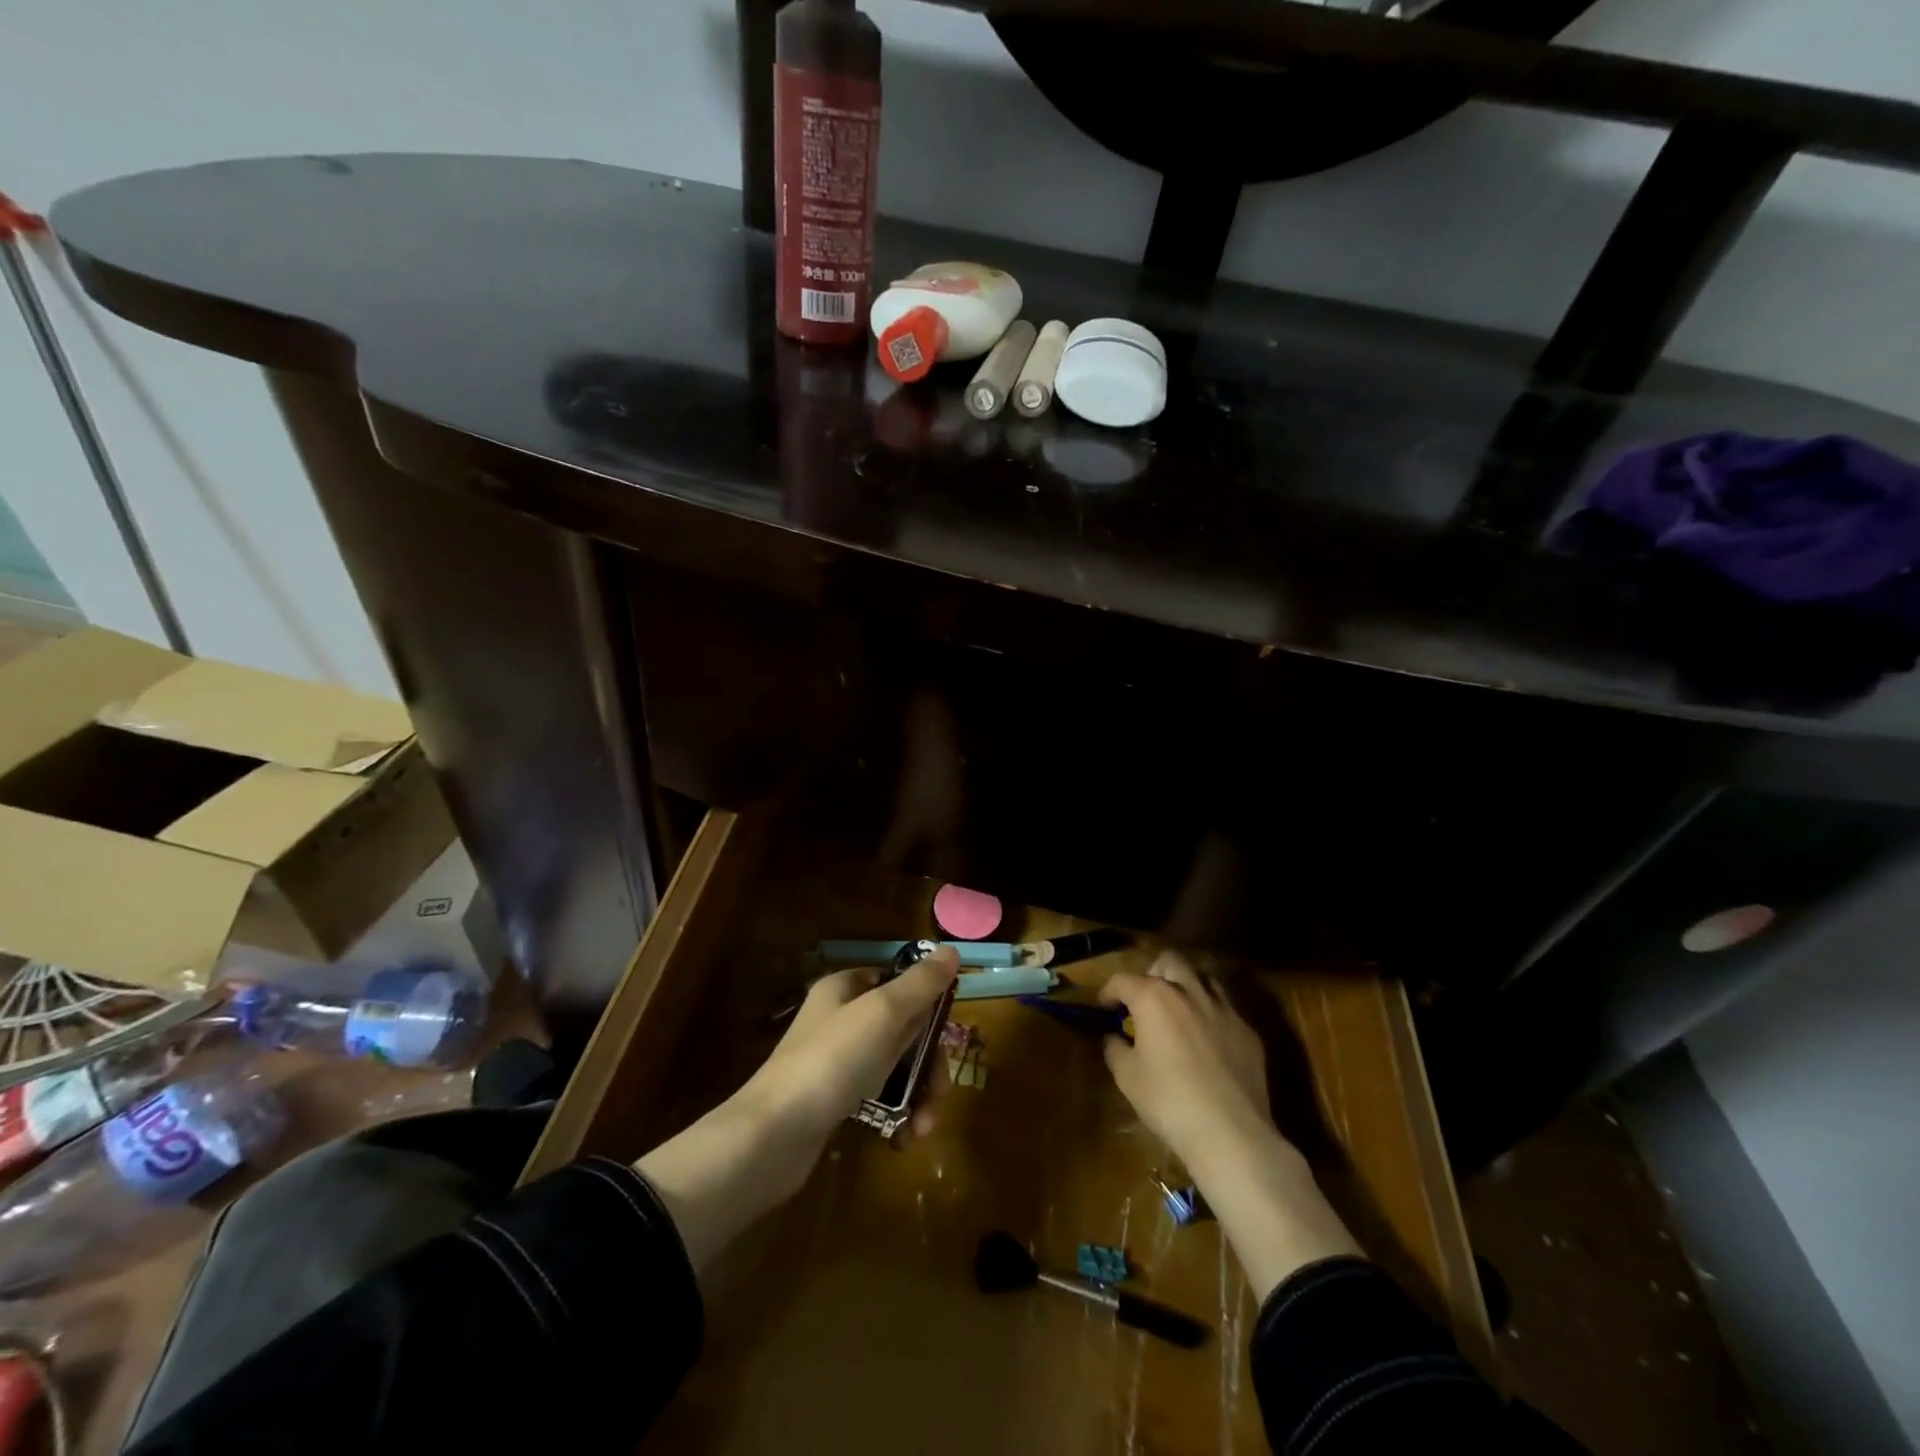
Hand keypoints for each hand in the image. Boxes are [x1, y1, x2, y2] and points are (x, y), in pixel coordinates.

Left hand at [637, 946, 959, 1273]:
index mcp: (846, 989)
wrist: (771, 1137)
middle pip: (904, 1029)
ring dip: (918, 1095)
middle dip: (929, 1063)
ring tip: (924, 1128)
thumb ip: (921, 983)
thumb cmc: (832, 1061)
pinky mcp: (834, 1102)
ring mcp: (837, 1062)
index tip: (946, 1035)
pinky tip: (905, 1139)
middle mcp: (841, 1019)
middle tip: (939, 1092)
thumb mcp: (883, 1012)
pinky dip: (897, 1115)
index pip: (898, 982)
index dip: (928, 1006)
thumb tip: (952, 949)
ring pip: (895, 1067)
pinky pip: (879, 1099)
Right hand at [1101, 950, 1272, 1162]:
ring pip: (1202, 978)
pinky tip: (1207, 1043)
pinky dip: (1210, 1016)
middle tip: (1145, 1001)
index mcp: (1154, 997)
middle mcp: (1189, 992)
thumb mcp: (1127, 1077)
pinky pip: (1225, 1009)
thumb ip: (1115, 1048)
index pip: (1123, 980)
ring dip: (1186, 988)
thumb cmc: (1169, 1101)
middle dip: (1153, 974)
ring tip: (1179, 1014)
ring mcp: (1224, 1008)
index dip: (1109, 991)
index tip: (1104, 1007)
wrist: (1231, 1132)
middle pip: (1169, 961)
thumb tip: (1114, 1037)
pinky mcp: (1248, 1030)